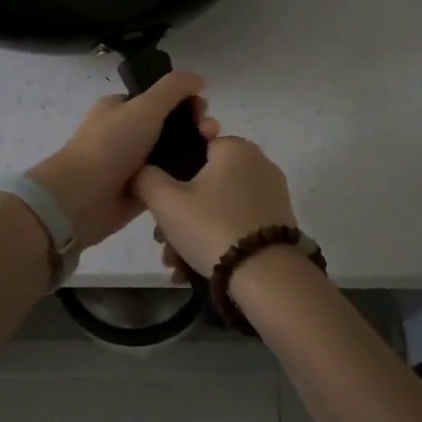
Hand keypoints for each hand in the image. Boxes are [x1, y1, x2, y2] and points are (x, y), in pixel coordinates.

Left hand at [28, 72, 220, 247]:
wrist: (83, 198)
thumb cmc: (111, 145)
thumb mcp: (145, 106)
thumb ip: (174, 88)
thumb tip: (200, 78)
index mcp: (120, 107)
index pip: (160, 98)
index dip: (185, 100)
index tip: (203, 109)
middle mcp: (125, 133)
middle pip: (170, 125)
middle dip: (194, 126)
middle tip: (211, 134)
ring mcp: (132, 163)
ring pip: (171, 153)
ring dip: (194, 151)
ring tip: (213, 155)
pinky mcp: (140, 190)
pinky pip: (168, 179)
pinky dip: (184, 177)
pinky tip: (204, 178)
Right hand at [132, 135, 297, 276]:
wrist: (265, 275)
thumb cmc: (211, 226)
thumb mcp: (165, 201)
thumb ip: (145, 177)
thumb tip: (142, 170)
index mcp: (234, 147)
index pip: (192, 148)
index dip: (170, 175)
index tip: (159, 203)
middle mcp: (258, 162)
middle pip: (204, 183)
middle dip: (179, 213)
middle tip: (163, 242)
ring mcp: (272, 192)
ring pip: (219, 206)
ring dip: (194, 231)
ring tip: (177, 264)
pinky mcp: (279, 219)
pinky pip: (238, 221)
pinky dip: (217, 238)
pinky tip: (197, 267)